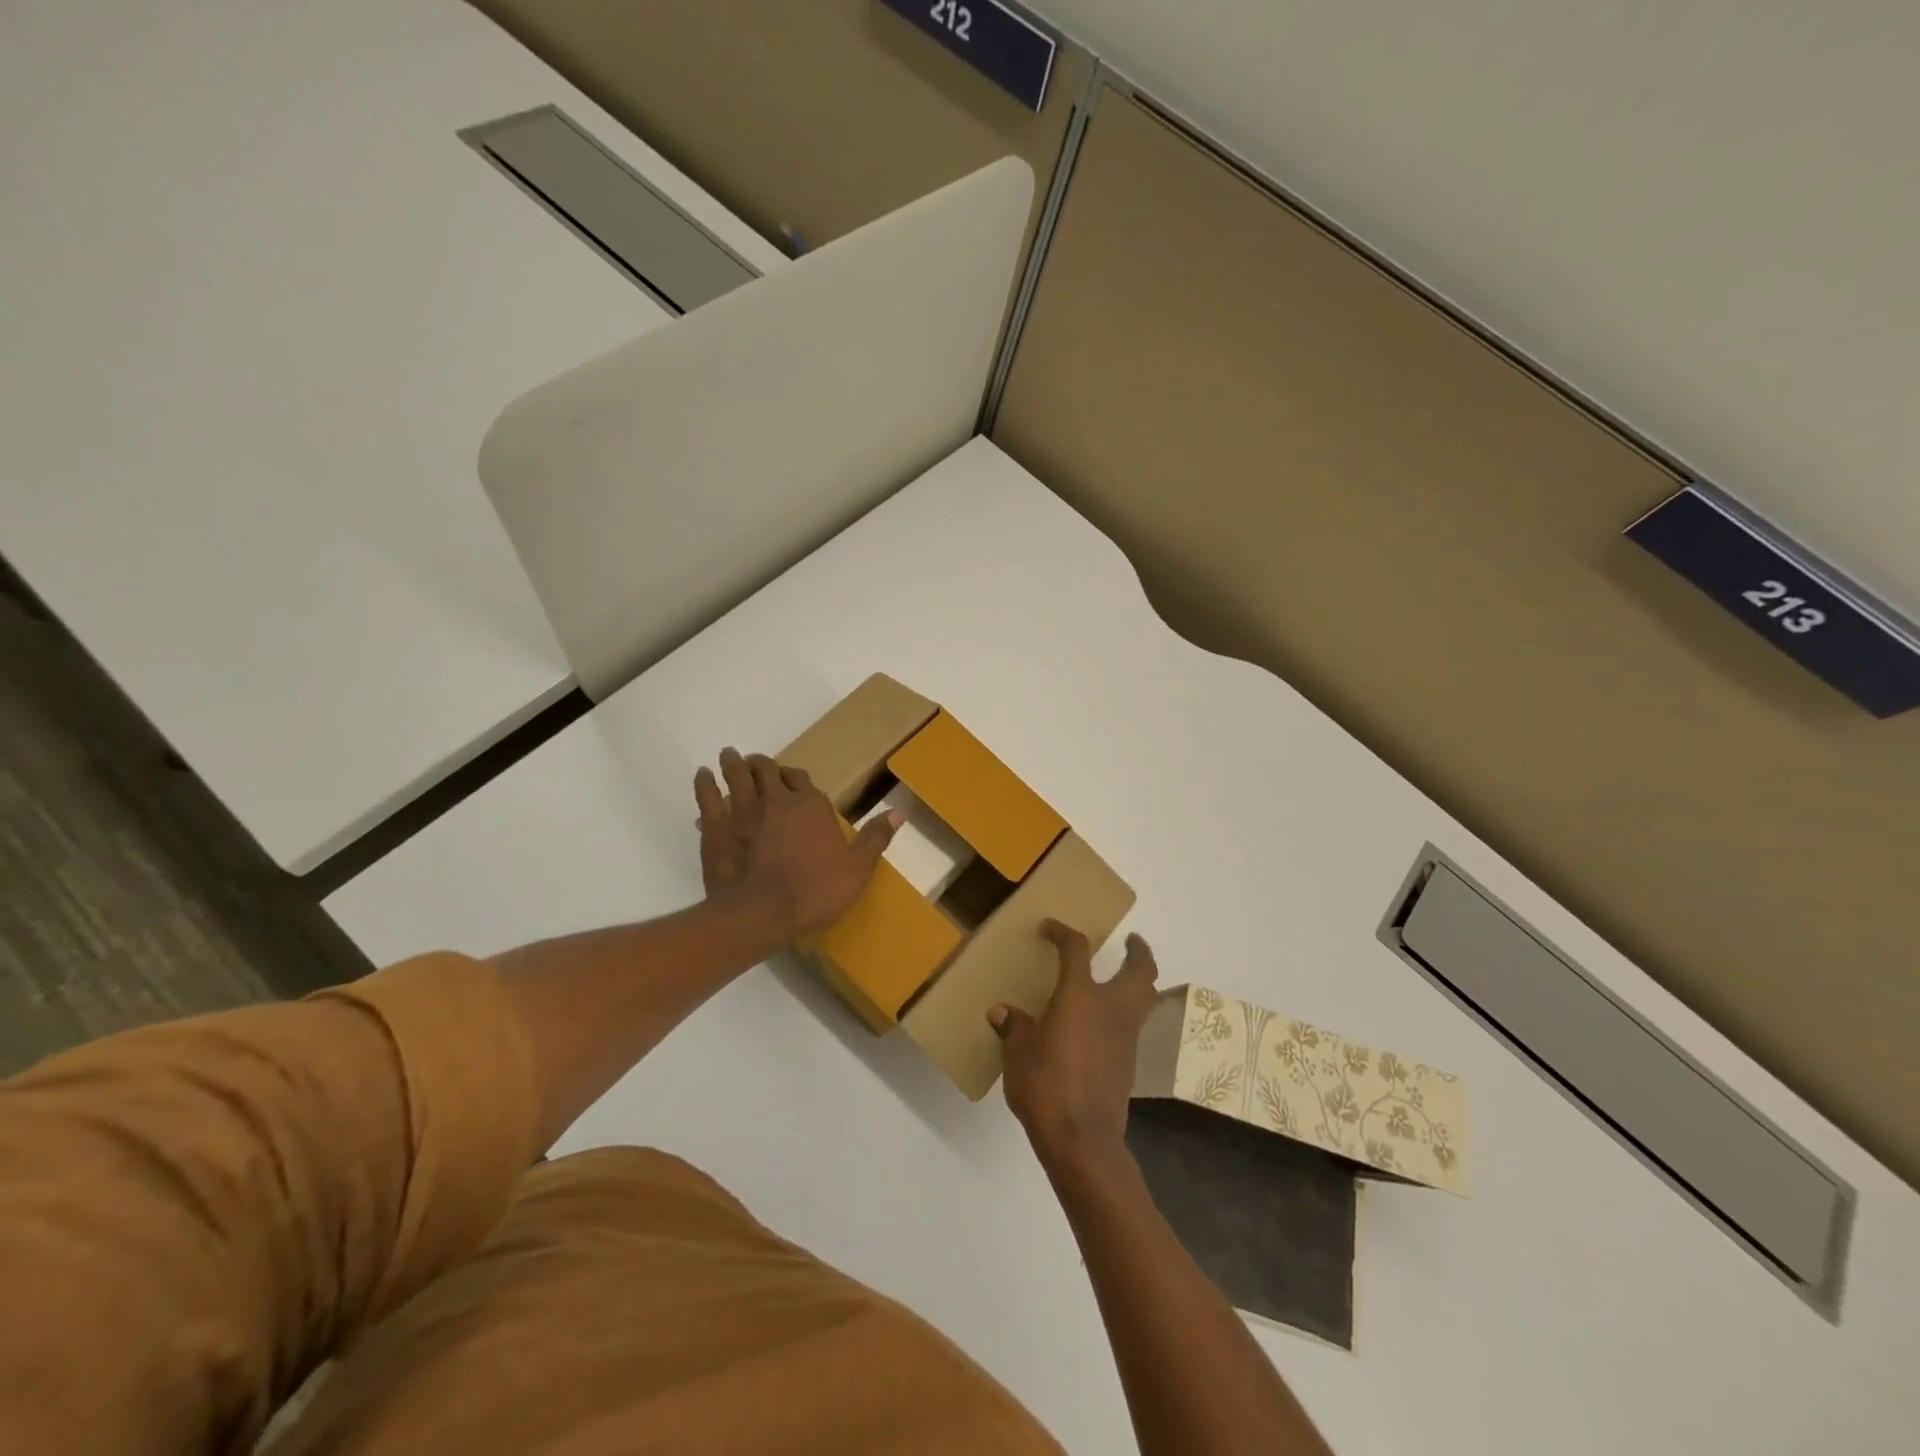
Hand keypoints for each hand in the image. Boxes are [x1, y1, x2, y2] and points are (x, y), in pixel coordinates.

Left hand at [693, 747, 898, 940]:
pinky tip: (702, 776)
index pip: (801, 779)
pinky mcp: (715, 827)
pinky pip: (707, 797)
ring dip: (733, 763)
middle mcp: (776, 800)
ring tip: (729, 755)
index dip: (795, 776)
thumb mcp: (857, 869)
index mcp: (811, 806)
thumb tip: (899, 812)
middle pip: (767, 770)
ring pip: (736, 776)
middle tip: (756, 762)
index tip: (790, 777)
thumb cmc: (815, 891)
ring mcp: (743, 811)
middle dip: (762, 764)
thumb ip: (875, 838)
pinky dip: (704, 783)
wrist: (762, 913)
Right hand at [990, 921, 1159, 1175]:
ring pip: (1145, 998)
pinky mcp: (1129, 1063)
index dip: (1063, 933)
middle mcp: (1111, 1009)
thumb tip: (1002, 1012)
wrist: (1082, 1139)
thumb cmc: (1046, 1085)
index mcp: (1080, 996)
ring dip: (1139, 982)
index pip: (1076, 949)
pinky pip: (1133, 1027)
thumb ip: (1014, 1028)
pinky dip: (1126, 1015)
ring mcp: (1125, 1037)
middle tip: (1131, 942)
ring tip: (1124, 979)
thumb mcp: (1018, 1053)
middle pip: (1141, 971)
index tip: (1050, 929)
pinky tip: (1105, 1025)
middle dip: (1139, 952)